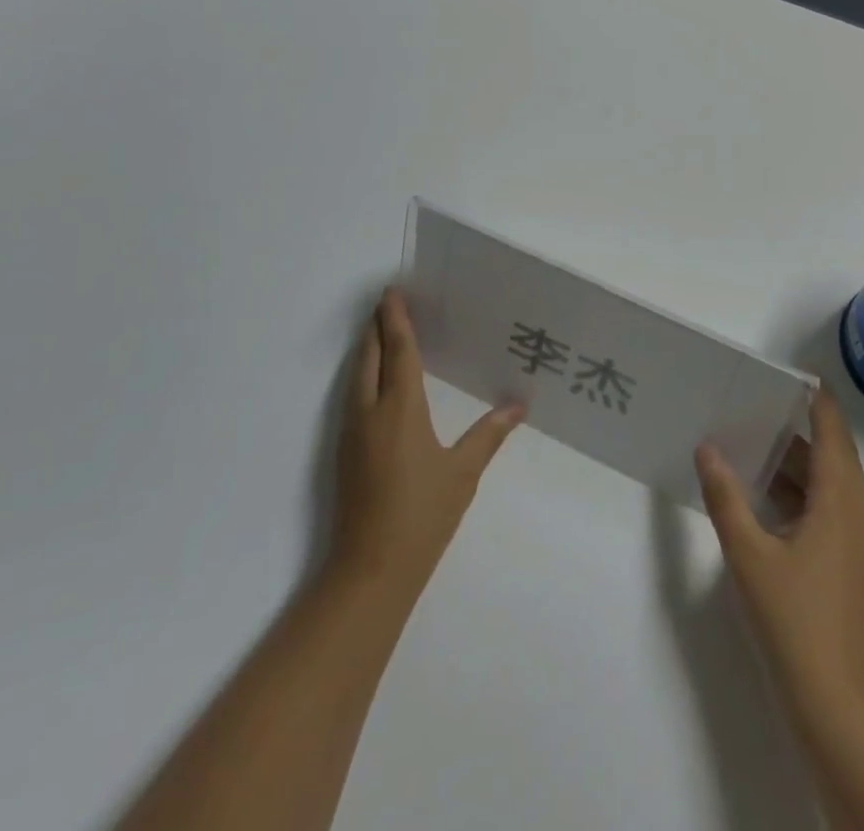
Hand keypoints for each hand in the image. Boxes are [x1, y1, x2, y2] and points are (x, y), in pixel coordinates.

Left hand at [330, 288, 524, 594]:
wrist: (369, 571)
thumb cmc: (422, 516)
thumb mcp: (463, 473)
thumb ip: (489, 434)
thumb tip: (519, 404)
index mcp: (401, 407)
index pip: (397, 351)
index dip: (395, 319)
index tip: (391, 293)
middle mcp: (370, 410)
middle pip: (368, 355)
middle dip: (376, 327)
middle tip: (387, 304)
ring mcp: (352, 431)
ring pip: (355, 375)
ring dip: (367, 348)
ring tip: (382, 332)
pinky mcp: (344, 450)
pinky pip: (352, 395)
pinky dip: (363, 373)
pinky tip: (376, 381)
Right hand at [695, 390, 863, 709]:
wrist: (831, 701)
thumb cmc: (792, 618)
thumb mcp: (747, 553)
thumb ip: (725, 497)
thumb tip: (707, 448)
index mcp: (838, 504)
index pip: (834, 436)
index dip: (820, 403)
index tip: (798, 375)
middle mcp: (853, 517)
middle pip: (834, 457)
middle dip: (803, 427)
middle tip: (764, 401)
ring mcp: (851, 544)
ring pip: (829, 486)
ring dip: (798, 462)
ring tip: (756, 440)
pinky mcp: (843, 566)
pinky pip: (825, 509)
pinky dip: (799, 491)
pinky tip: (765, 495)